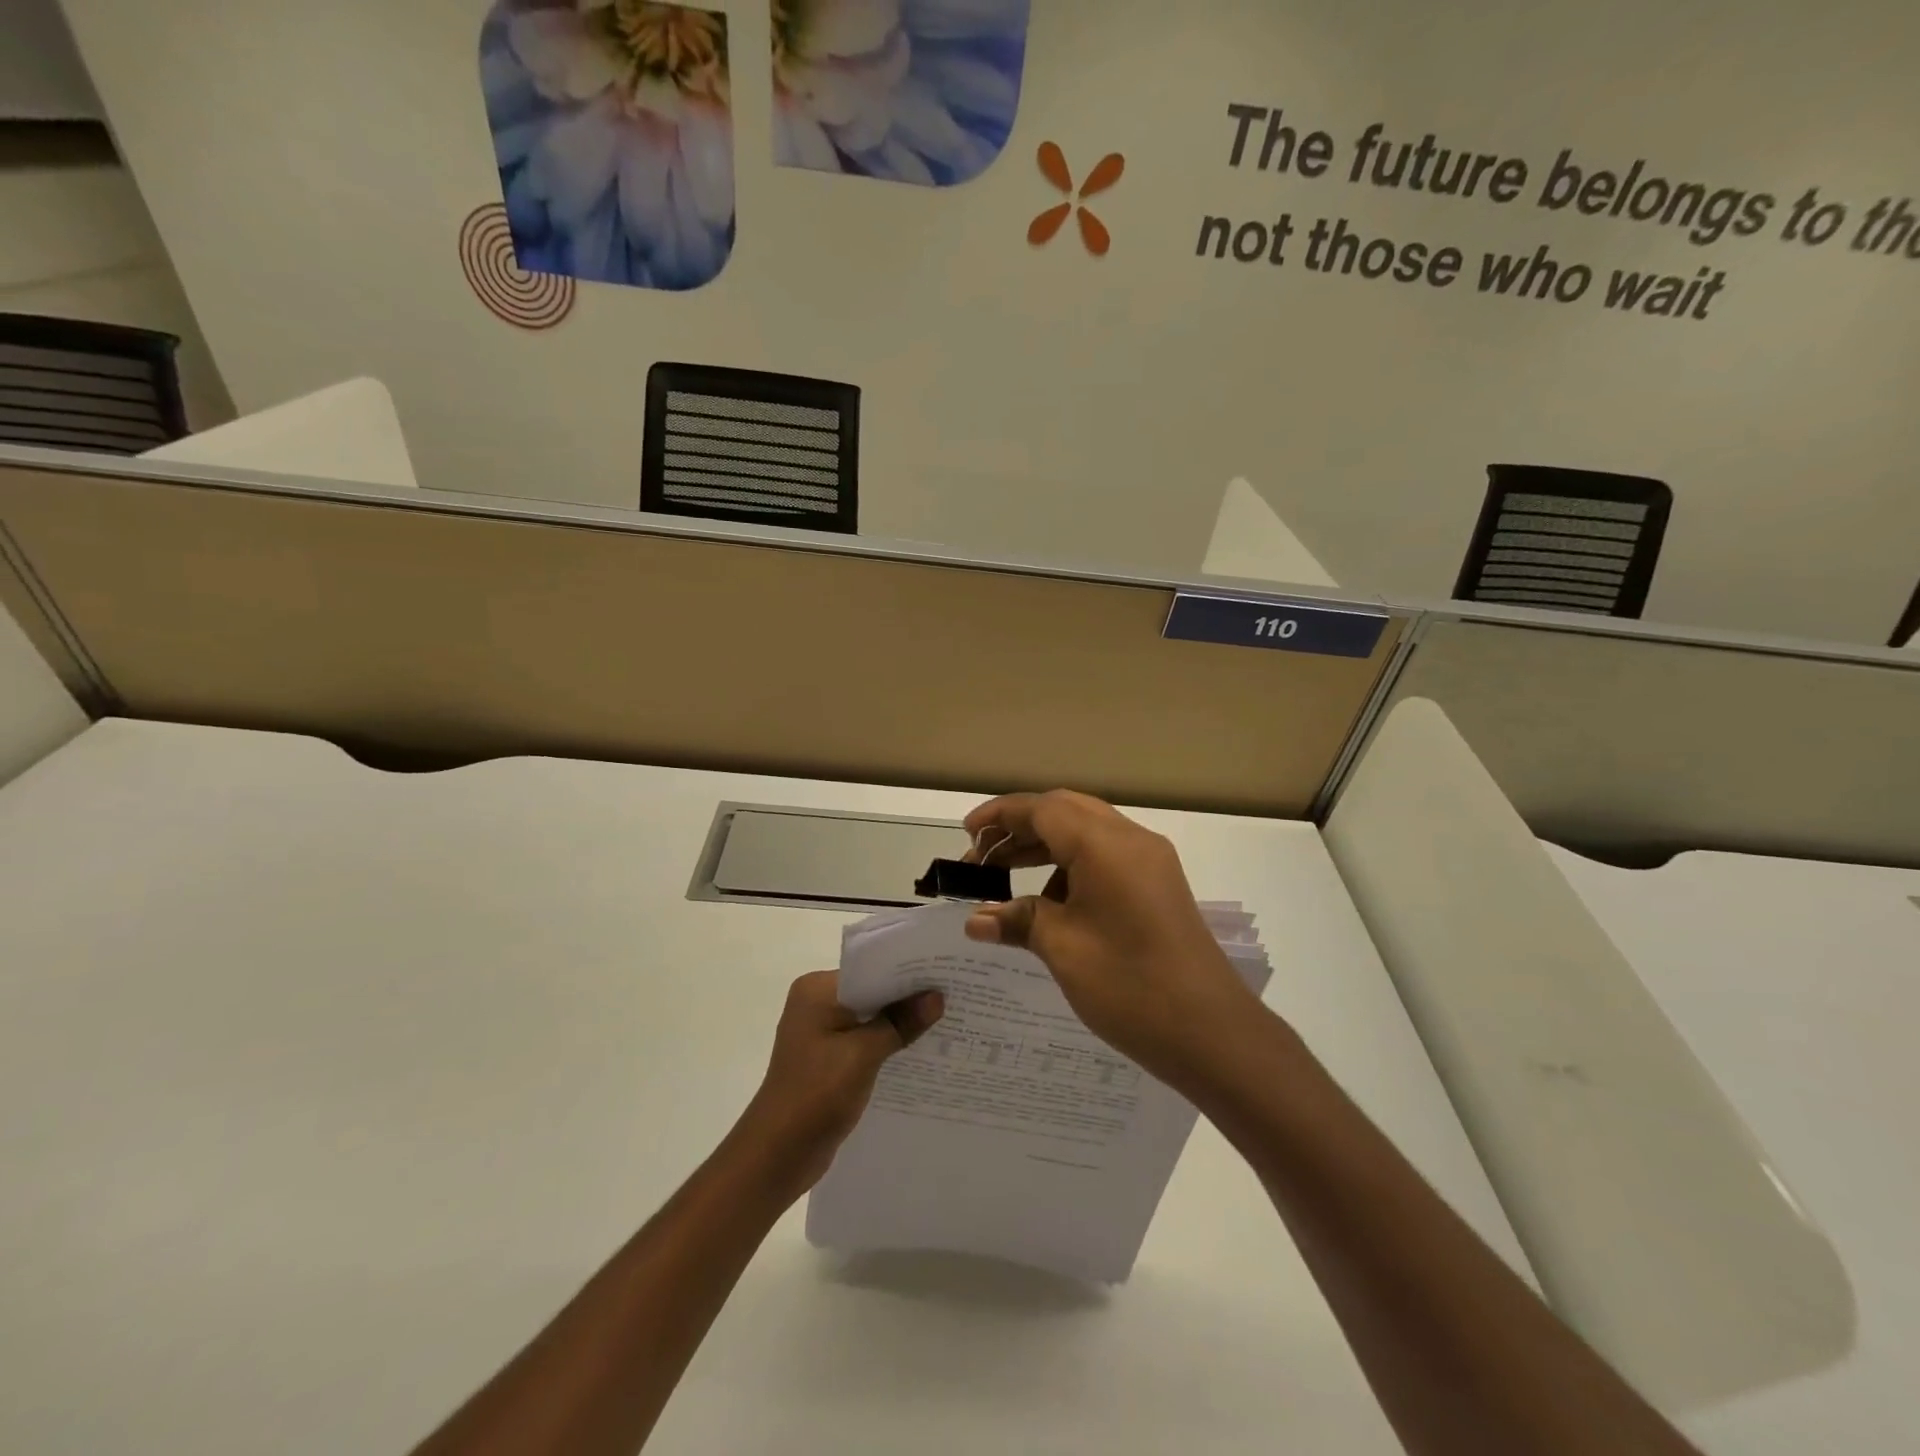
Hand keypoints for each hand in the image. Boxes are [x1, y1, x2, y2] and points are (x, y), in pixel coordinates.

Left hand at [733, 971, 942, 1194]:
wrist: (777, 1155)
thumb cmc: (816, 1094)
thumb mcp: (863, 1054)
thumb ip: (900, 1023)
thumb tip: (937, 997)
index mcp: (817, 989)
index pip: (870, 969)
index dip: (907, 972)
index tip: (945, 973)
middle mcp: (816, 1002)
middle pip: (872, 992)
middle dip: (907, 998)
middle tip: (953, 995)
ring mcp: (820, 1031)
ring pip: (870, 1017)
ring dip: (899, 1022)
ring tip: (945, 1021)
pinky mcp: (827, 1057)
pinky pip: (864, 1040)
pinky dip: (887, 1043)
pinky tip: (919, 1049)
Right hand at [962, 790, 1264, 1087]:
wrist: (1213, 1034)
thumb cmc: (1130, 985)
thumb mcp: (1063, 949)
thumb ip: (1017, 921)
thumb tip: (976, 919)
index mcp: (1106, 844)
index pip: (1043, 809)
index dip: (1000, 815)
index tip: (967, 833)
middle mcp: (1132, 840)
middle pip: (1065, 812)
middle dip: (1020, 827)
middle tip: (982, 855)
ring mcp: (1151, 862)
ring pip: (1087, 833)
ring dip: (1045, 847)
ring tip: (1006, 878)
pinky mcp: (1159, 886)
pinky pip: (1106, 857)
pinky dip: (1071, 867)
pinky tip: (1051, 903)